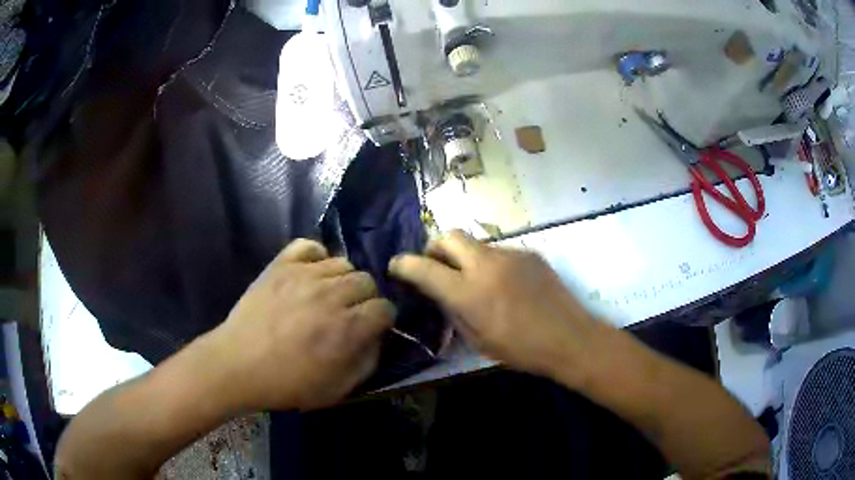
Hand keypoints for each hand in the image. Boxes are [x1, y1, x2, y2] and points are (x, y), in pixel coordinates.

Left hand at [206, 239, 395, 411]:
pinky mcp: (281, 265)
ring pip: (343, 263)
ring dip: (342, 280)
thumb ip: (367, 362)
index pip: (384, 308)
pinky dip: (316, 256)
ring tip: (328, 296)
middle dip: (365, 299)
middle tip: (349, 314)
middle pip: (367, 281)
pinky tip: (311, 273)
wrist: (238, 365)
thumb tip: (378, 337)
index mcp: (348, 328)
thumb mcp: (338, 389)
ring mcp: (304, 275)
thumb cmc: (288, 383)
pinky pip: (309, 246)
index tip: (372, 328)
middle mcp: (331, 295)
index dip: (382, 319)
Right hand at [388, 230, 610, 383]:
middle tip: (436, 266)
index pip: (424, 268)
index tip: (397, 266)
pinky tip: (504, 284)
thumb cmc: (521, 349)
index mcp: (468, 292)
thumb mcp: (477, 340)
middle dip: (434, 247)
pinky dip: (490, 263)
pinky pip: (499, 251)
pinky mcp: (529, 253)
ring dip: (465, 256)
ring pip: (476, 243)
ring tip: (474, 280)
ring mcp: (510, 254)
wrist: (569, 338)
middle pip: (449, 236)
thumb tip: (440, 293)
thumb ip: (454, 311)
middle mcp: (486, 264)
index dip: (404, 264)